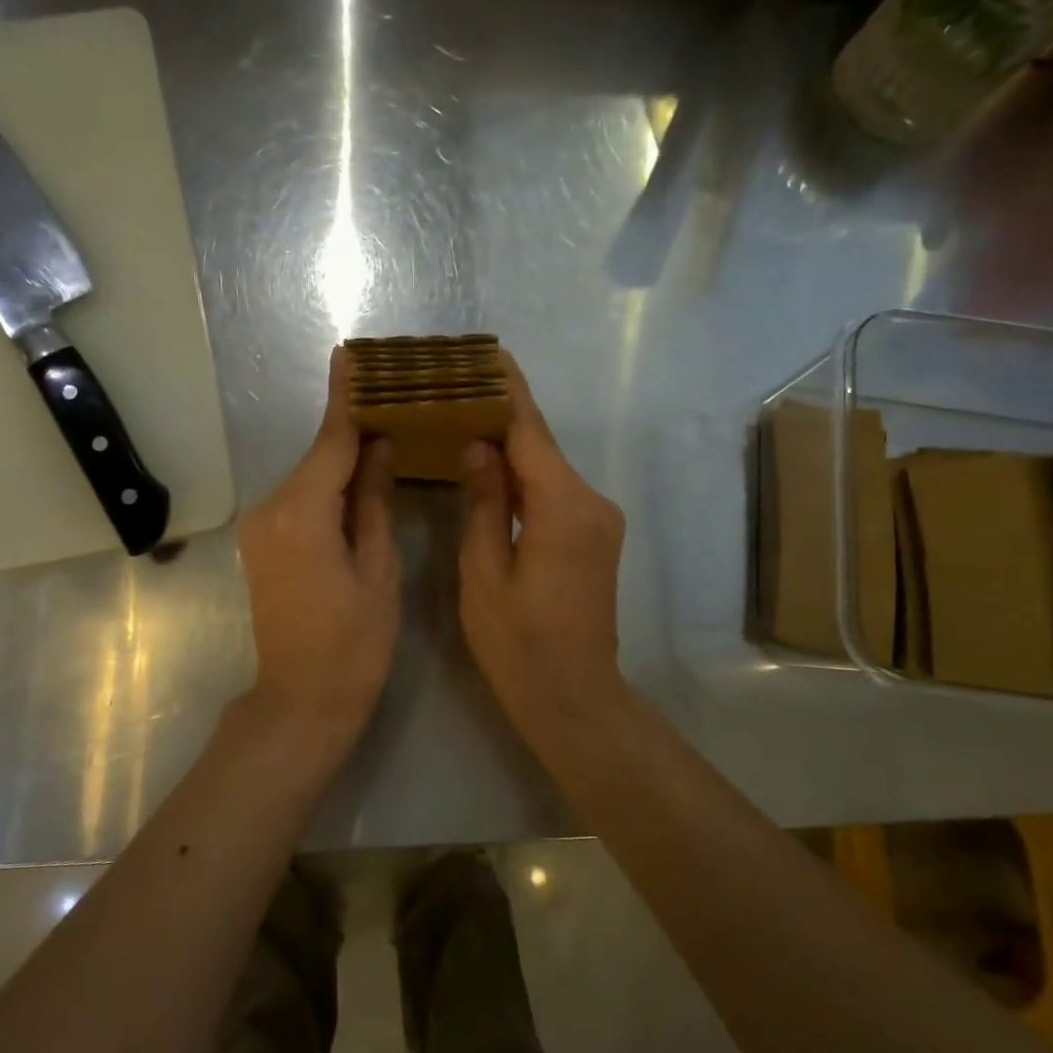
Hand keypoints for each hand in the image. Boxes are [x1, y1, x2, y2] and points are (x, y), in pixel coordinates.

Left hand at [236, 348, 399, 743]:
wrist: (301, 701)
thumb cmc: (354, 643)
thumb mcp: (378, 568)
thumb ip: (374, 500)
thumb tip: (380, 445)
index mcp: (302, 513)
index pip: (330, 441)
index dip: (345, 398)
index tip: (349, 354)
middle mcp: (270, 509)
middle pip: (319, 457)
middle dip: (353, 431)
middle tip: (393, 401)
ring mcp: (260, 527)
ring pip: (310, 479)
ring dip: (343, 462)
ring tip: (386, 439)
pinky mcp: (261, 543)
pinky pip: (300, 501)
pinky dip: (328, 488)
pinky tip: (359, 482)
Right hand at [459, 355, 627, 728]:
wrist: (574, 698)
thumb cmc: (519, 643)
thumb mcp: (484, 573)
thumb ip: (483, 502)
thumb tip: (478, 446)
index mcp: (563, 506)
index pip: (530, 431)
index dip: (507, 390)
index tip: (486, 354)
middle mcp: (590, 502)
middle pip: (540, 445)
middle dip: (500, 416)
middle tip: (454, 391)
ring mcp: (598, 520)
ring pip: (547, 469)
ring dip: (510, 448)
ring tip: (463, 422)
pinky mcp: (594, 537)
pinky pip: (554, 492)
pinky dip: (523, 478)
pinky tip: (490, 471)